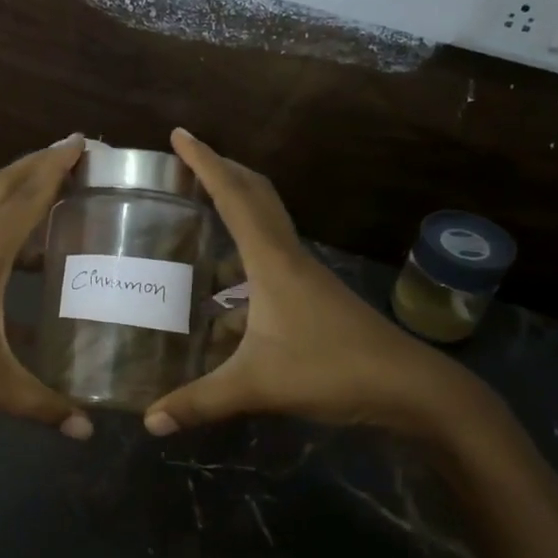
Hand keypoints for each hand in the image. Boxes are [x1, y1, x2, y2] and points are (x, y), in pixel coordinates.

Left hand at [0, 135, 94, 438]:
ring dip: (20, 191)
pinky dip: (7, 228)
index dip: (56, 167)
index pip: (26, 198)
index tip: (83, 141)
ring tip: (59, 193)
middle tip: (75, 152)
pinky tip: (27, 259)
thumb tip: (87, 432)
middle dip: (38, 163)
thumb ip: (41, 406)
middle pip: (2, 186)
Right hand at [144, 130, 491, 439]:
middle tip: (187, 163)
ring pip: (266, 229)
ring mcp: (305, 278)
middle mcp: (289, 258)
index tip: (179, 134)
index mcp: (273, 261)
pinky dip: (244, 260)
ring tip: (197, 223)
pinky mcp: (313, 299)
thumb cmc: (332, 371)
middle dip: (222, 172)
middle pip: (256, 197)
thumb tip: (149, 422)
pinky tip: (223, 295)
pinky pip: (270, 262)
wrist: (409, 388)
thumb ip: (200, 403)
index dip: (205, 163)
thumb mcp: (258, 386)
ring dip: (235, 213)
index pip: (234, 197)